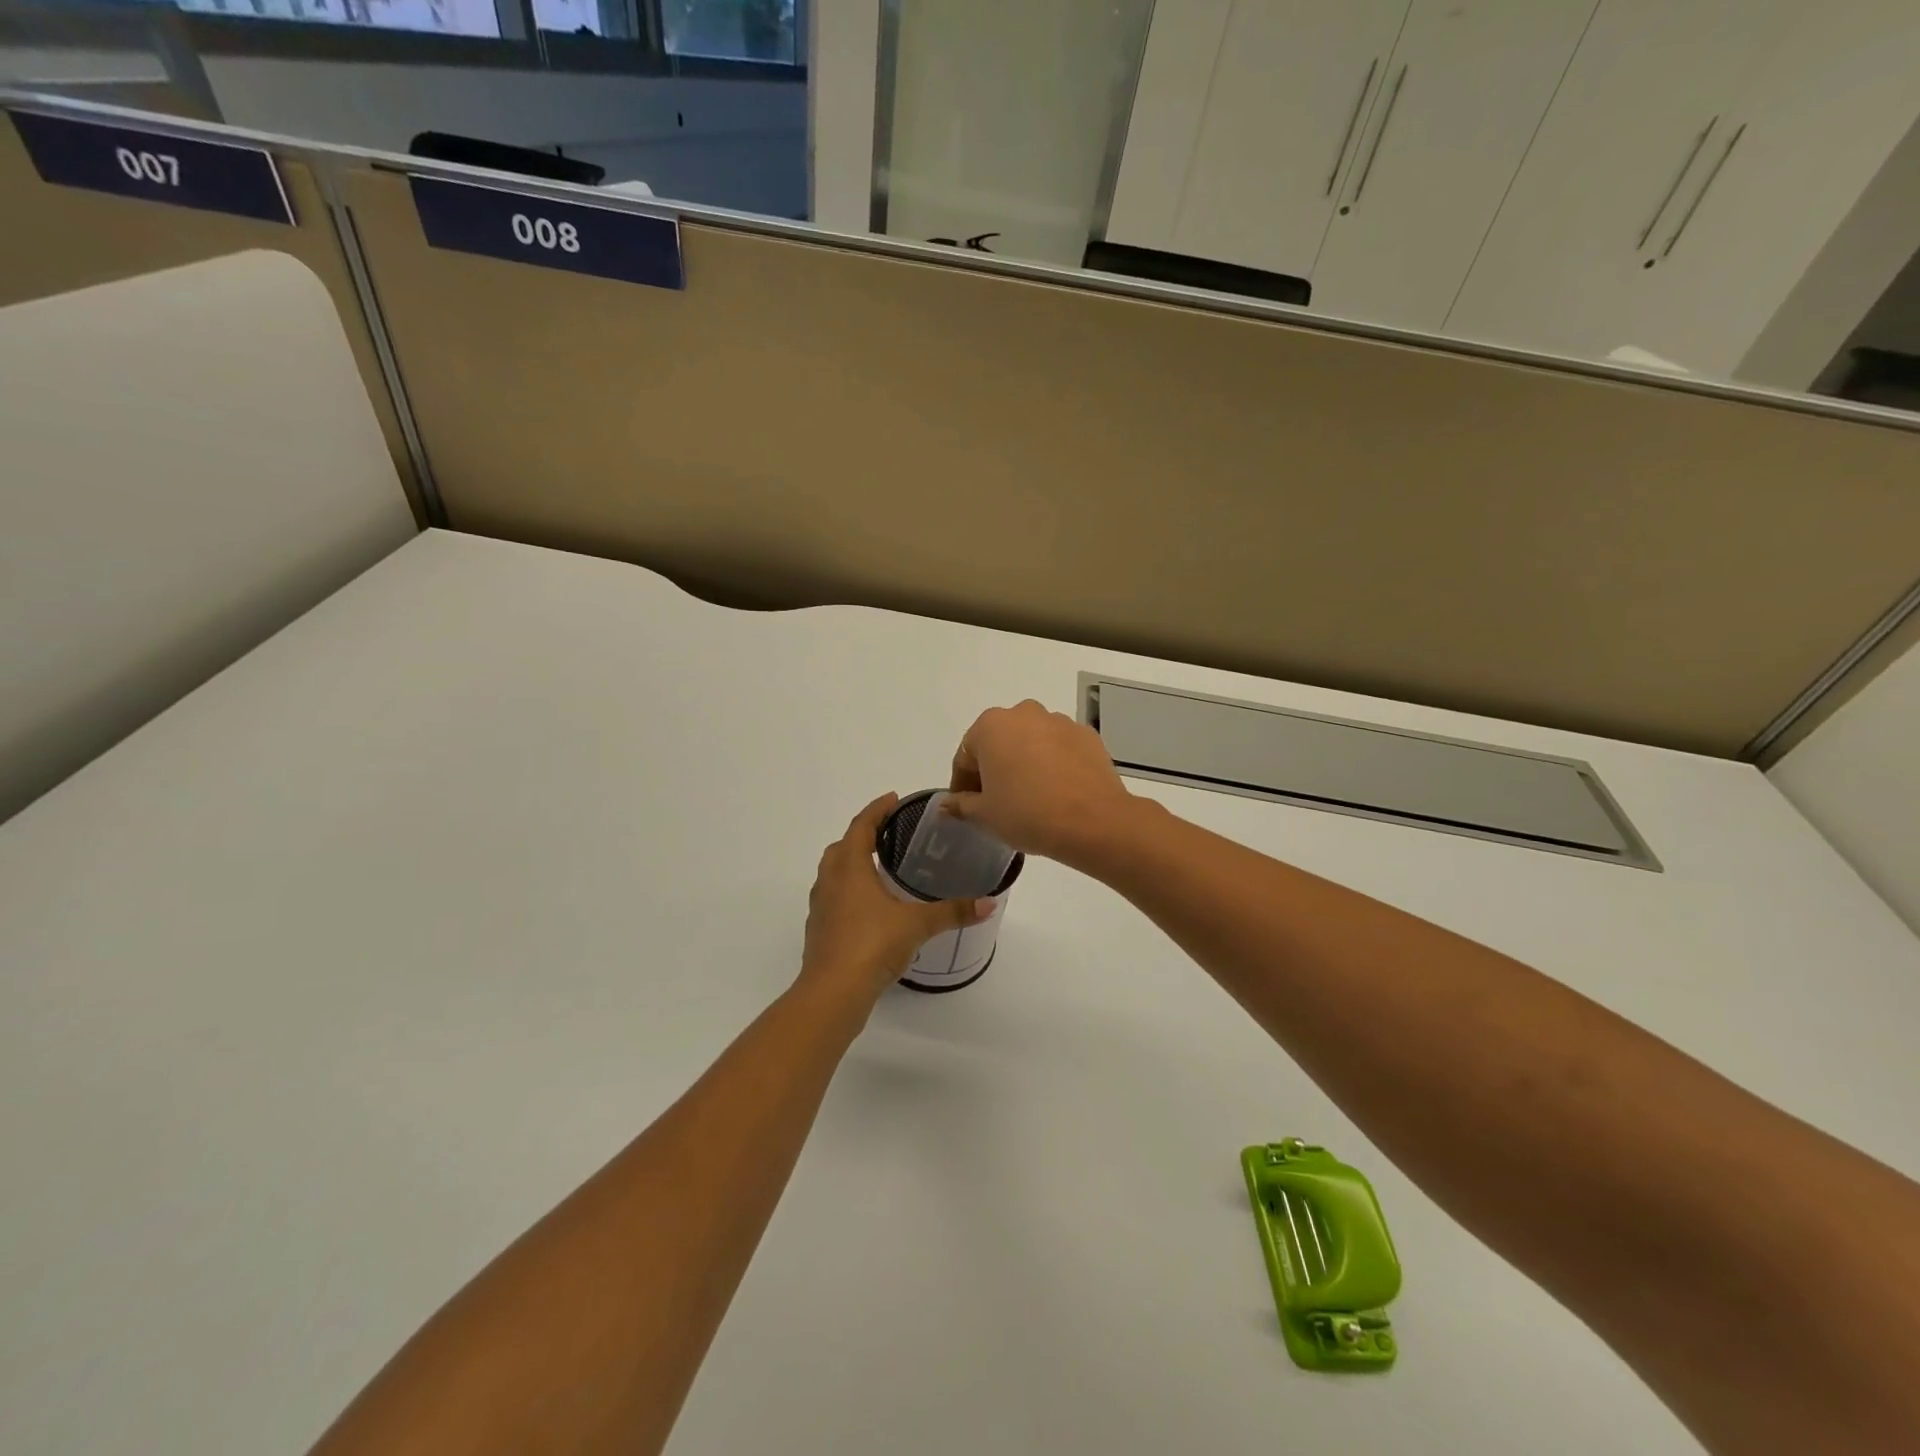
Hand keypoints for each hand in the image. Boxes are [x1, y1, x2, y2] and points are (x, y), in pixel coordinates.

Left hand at [799, 793, 993, 1006]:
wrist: (832, 993)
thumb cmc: (871, 945)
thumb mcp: (917, 924)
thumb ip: (953, 911)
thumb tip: (990, 902)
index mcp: (849, 868)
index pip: (861, 826)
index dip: (877, 810)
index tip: (893, 799)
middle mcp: (830, 881)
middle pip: (842, 847)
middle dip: (863, 835)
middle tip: (888, 833)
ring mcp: (820, 907)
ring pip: (833, 873)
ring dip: (852, 863)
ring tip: (879, 867)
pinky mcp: (819, 931)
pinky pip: (833, 898)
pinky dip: (849, 891)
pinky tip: (869, 907)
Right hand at [945, 700, 1134, 863]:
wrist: (1092, 821)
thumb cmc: (1027, 813)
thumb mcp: (985, 815)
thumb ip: (961, 805)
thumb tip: (947, 804)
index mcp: (991, 726)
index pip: (966, 755)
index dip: (962, 784)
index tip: (966, 807)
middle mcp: (1024, 713)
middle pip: (999, 742)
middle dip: (994, 768)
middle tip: (997, 802)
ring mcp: (1060, 721)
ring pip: (1031, 742)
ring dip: (1025, 763)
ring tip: (1030, 798)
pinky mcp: (1087, 736)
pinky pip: (1060, 749)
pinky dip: (1053, 765)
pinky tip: (1057, 792)